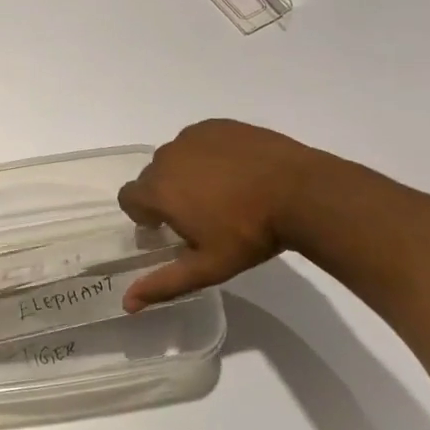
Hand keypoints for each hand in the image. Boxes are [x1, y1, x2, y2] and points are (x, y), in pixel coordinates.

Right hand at [117, 120, 315, 310]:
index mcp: (158, 191)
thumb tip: (127, 303)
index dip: (144, 214)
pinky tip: (235, 170)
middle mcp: (167, 158)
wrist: (303, 193)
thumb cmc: (250, 234)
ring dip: (186, 172)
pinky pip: (199, 140)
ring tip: (222, 191)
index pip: (129, 198)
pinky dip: (208, 154)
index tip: (169, 226)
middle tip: (201, 214)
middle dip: (167, 194)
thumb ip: (163, 283)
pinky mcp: (218, 125)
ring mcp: (193, 137)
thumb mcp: (207, 267)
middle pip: (152, 177)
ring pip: (176, 157)